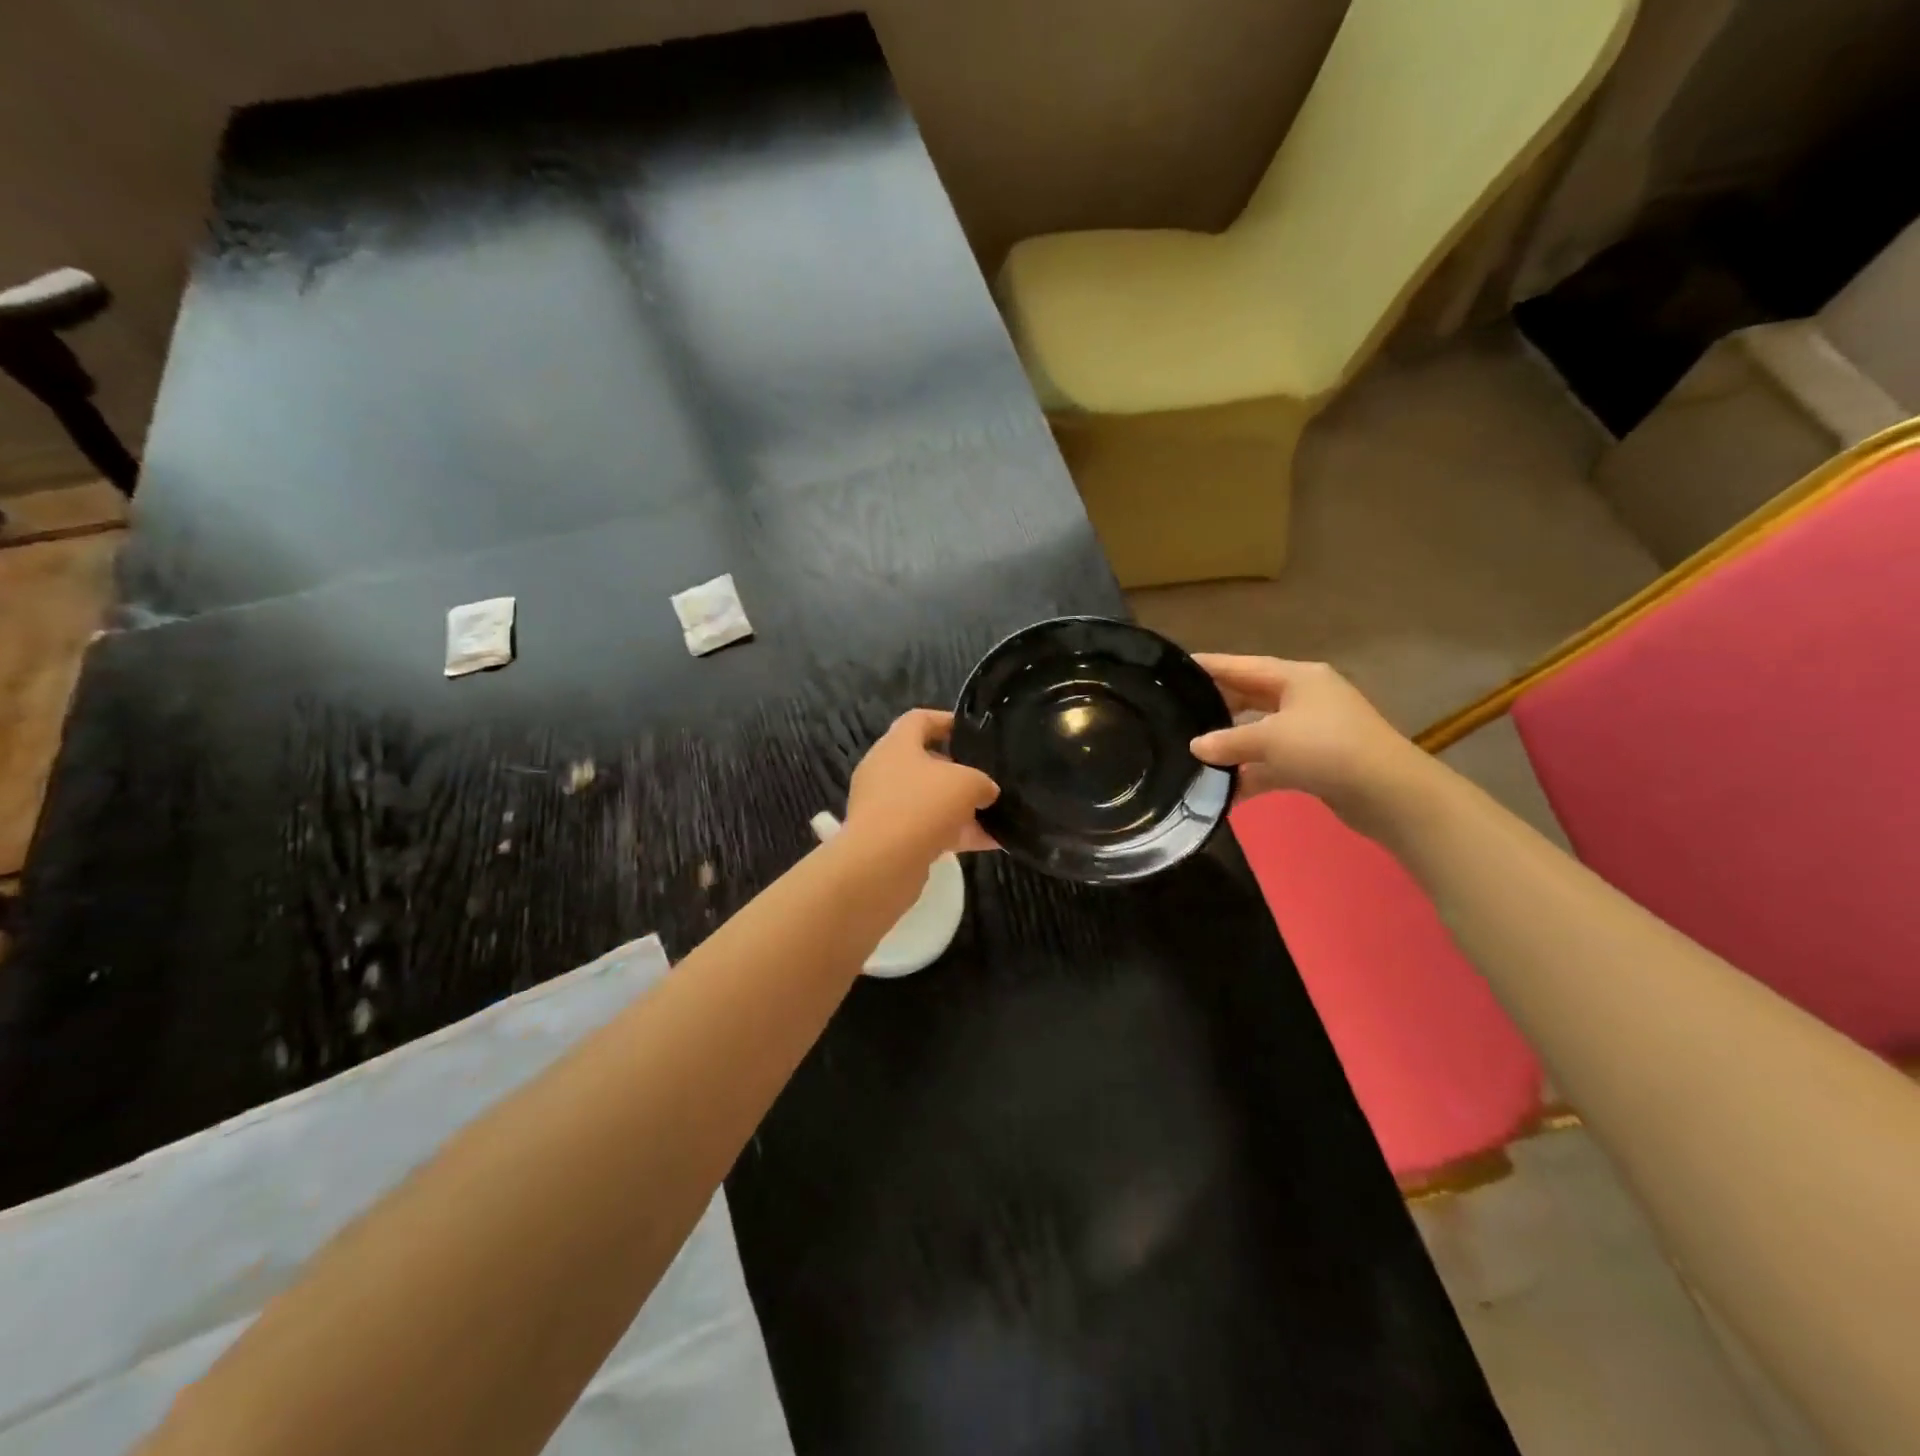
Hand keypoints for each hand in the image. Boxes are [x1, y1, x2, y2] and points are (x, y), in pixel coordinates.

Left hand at [845, 709, 999, 862]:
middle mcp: (885, 772)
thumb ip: (982, 782)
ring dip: (961, 809)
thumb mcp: (966, 783)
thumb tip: (986, 792)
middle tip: (988, 778)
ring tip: (997, 816)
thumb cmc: (922, 805)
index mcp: (896, 745)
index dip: (946, 721)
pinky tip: (991, 844)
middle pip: (926, 763)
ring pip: (929, 800)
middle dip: (959, 772)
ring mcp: (885, 808)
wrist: (882, 863)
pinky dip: (957, 835)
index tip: (973, 732)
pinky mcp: (890, 840)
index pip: (919, 720)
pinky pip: (929, 830)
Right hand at [1188, 656, 1428, 830]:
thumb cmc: (1326, 747)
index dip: (1209, 666)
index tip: (1175, 668)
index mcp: (1296, 677)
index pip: (1242, 666)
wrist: (1388, 793)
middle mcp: (1304, 698)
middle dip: (1216, 707)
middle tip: (1177, 713)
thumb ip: (1228, 741)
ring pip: (1260, 733)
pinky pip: (1273, 763)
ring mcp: (1311, 731)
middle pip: (1250, 697)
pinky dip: (1251, 774)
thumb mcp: (1270, 739)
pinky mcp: (1315, 762)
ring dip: (1232, 746)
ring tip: (1193, 754)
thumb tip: (1195, 746)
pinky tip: (1224, 790)